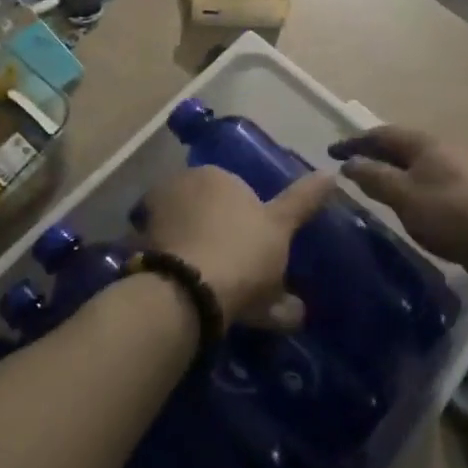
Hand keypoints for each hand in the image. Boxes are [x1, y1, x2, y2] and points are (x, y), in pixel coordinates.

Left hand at [138, 166, 334, 329]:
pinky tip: (187, 292)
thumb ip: (304, 201)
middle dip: (219, 233)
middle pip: (207, 210)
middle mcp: (180, 184)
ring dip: (195, 251)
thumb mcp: (280, 228)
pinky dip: (175, 267)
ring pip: (183, 231)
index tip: (256, 251)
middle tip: (237, 272)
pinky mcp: (136, 245)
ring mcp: (154, 214)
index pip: (236, 191)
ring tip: (212, 288)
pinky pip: (164, 253)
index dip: (248, 222)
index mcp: (216, 175)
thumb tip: (331, 175)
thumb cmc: (243, 251)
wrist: (188, 290)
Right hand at [329, 126, 467, 278]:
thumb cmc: (452, 214)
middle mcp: (442, 150)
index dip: (354, 142)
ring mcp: (458, 172)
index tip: (331, 152)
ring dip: (391, 172)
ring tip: (372, 188)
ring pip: (415, 166)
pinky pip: (428, 184)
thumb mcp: (404, 195)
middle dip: (373, 155)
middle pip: (400, 147)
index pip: (381, 134)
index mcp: (424, 144)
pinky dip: (408, 188)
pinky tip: (405, 206)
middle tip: (349, 169)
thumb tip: (349, 163)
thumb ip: (374, 177)